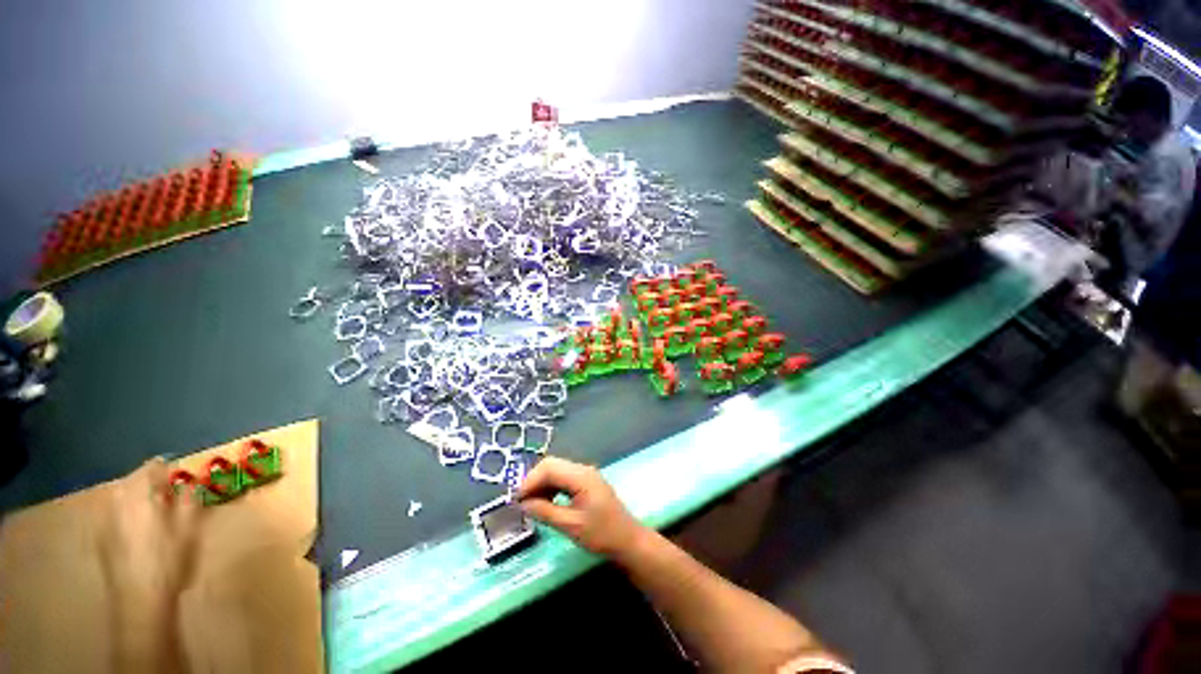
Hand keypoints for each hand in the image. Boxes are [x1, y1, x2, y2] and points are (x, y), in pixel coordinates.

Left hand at [97, 458, 203, 609]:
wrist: (140, 600)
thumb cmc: (169, 561)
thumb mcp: (189, 530)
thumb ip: (189, 501)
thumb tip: (189, 484)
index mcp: (139, 494)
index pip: (153, 467)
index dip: (170, 471)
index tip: (184, 481)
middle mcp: (117, 500)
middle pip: (134, 481)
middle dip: (153, 486)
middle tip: (173, 498)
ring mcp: (104, 520)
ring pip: (123, 497)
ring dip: (140, 500)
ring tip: (158, 514)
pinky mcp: (101, 537)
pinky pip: (115, 514)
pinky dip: (128, 515)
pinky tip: (140, 532)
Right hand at [516, 457, 644, 558]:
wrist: (628, 541)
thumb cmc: (601, 535)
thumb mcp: (570, 526)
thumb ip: (545, 512)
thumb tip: (523, 503)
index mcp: (581, 476)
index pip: (549, 467)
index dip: (530, 481)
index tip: (517, 500)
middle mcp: (583, 470)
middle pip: (552, 465)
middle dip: (534, 481)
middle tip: (522, 502)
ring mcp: (586, 475)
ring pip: (557, 470)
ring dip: (542, 484)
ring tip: (532, 505)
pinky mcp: (586, 483)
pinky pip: (564, 478)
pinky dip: (552, 487)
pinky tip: (547, 502)